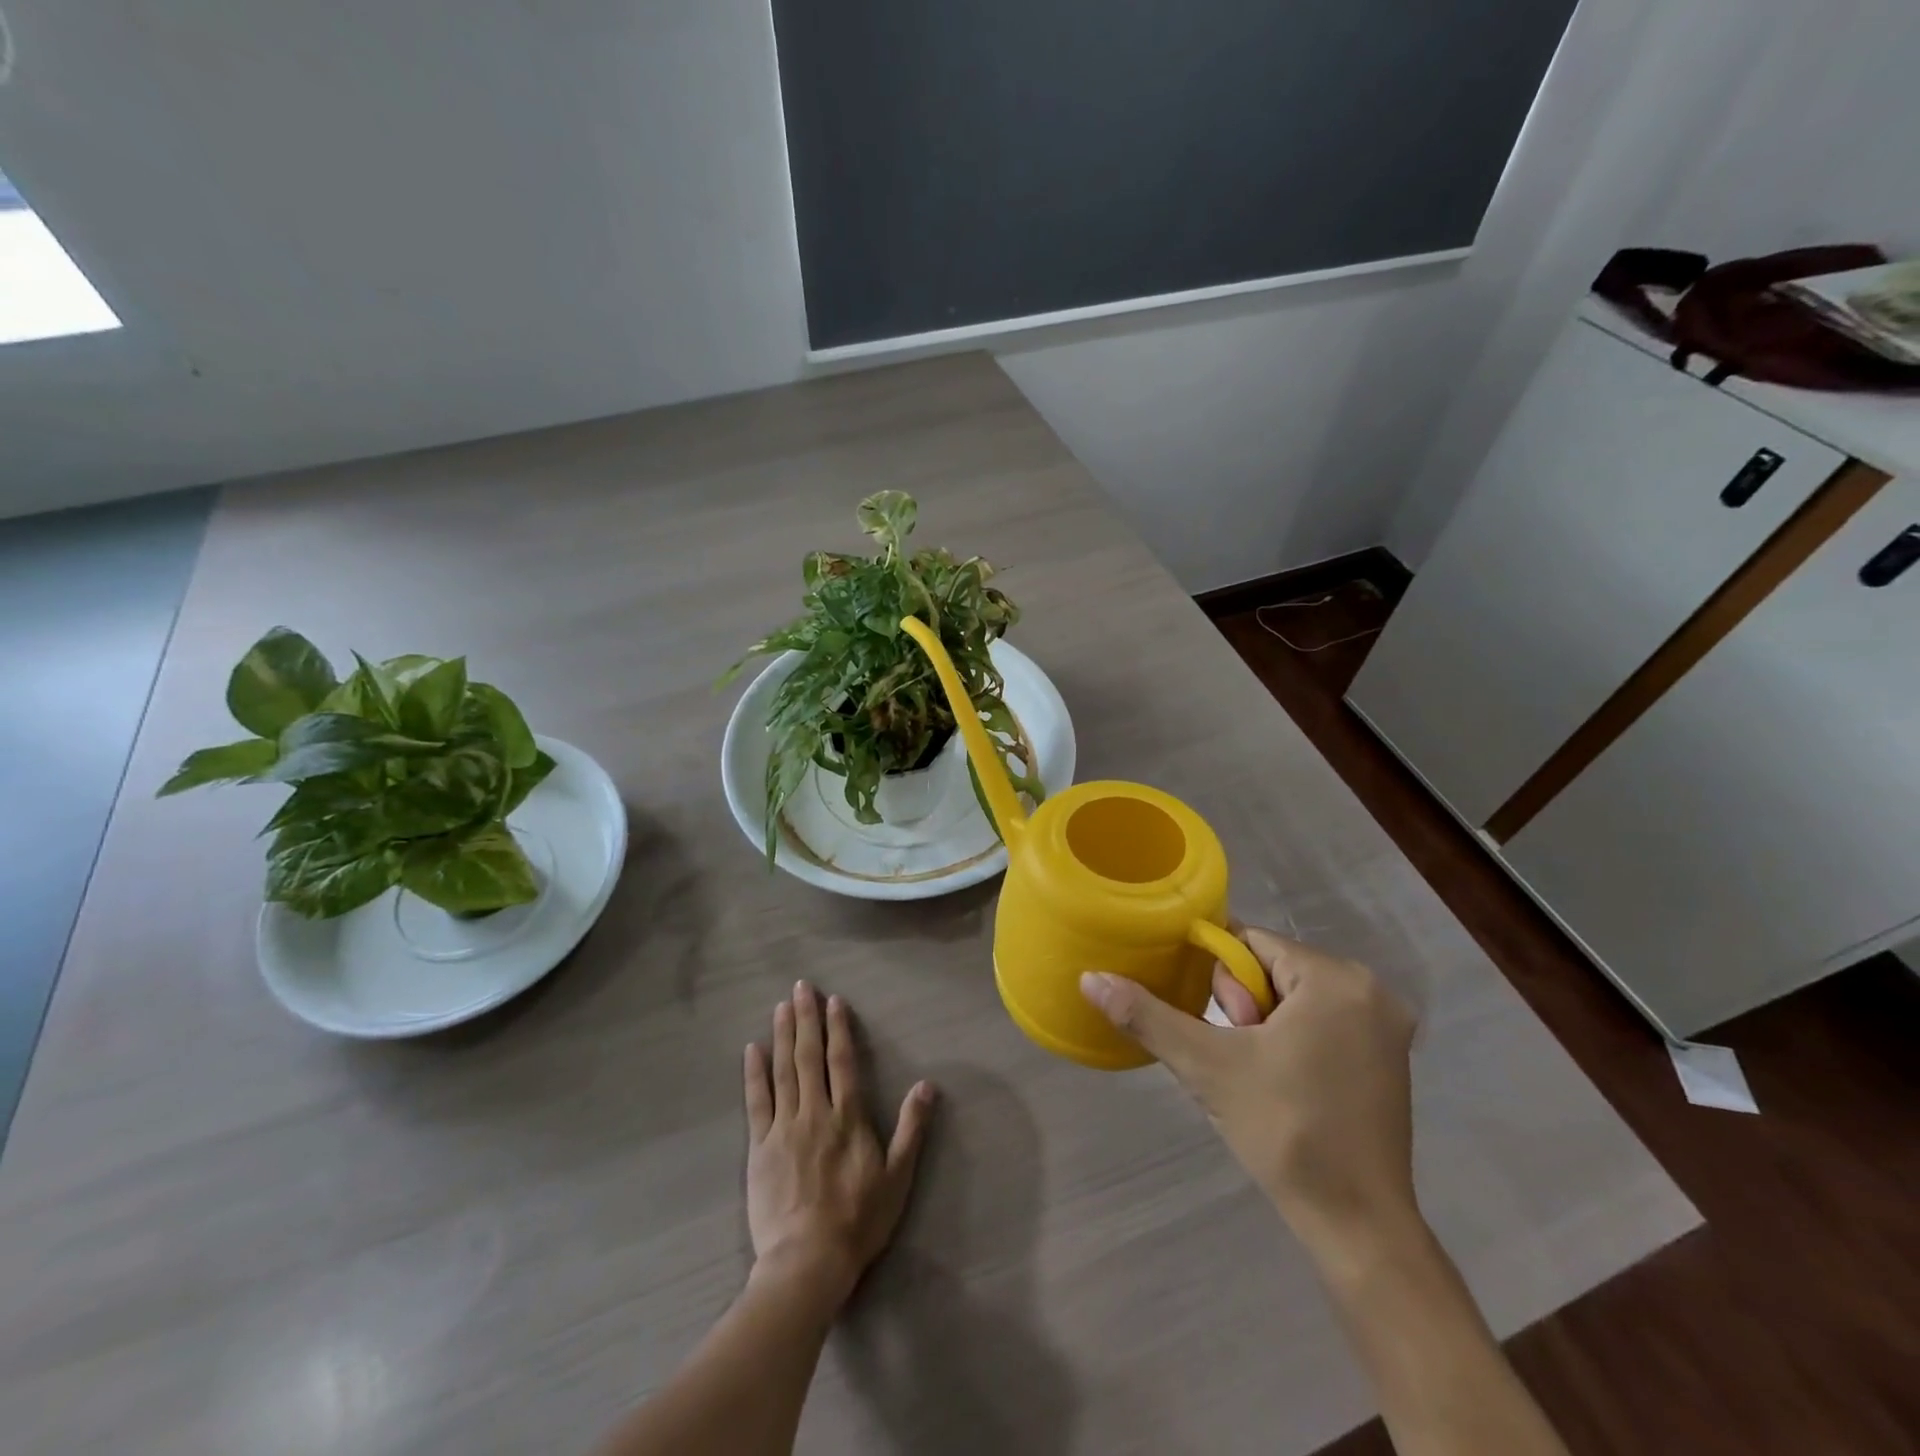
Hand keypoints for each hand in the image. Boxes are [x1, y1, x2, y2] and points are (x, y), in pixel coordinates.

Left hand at [743, 981, 935, 1308]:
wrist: (807, 1261)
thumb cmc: (857, 1220)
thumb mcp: (897, 1177)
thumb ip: (911, 1128)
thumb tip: (927, 1085)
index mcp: (847, 1117)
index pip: (843, 1061)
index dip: (838, 1028)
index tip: (833, 1000)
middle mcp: (815, 1112)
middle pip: (809, 1056)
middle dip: (806, 1018)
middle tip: (801, 987)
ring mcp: (784, 1127)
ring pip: (783, 1070)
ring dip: (783, 1035)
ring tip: (781, 1006)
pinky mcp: (760, 1146)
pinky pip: (756, 1101)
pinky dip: (755, 1073)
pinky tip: (752, 1049)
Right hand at [1080, 927, 1417, 1254]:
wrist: (1358, 1226)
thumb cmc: (1285, 1132)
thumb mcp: (1206, 1066)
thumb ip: (1147, 1016)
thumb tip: (1089, 978)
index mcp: (1336, 978)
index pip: (1251, 942)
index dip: (1219, 979)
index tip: (1216, 1025)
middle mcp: (1371, 989)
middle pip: (1274, 968)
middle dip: (1244, 1006)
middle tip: (1241, 1058)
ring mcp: (1387, 1025)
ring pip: (1295, 996)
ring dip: (1264, 1025)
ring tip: (1258, 1075)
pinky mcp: (1389, 1057)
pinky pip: (1322, 1021)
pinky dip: (1293, 1039)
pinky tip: (1284, 1082)